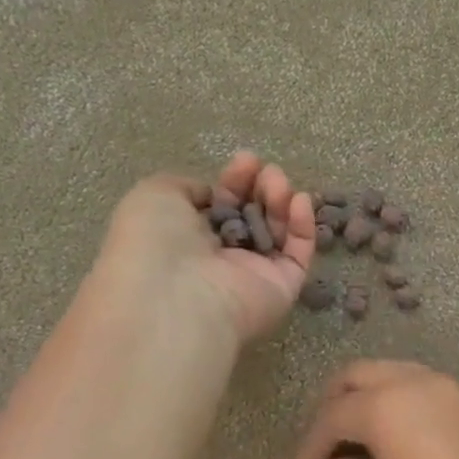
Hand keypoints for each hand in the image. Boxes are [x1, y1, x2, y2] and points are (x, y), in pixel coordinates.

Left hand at [97, 153, 315, 343]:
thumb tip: (214, 194)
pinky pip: (299, 254)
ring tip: (278, 181)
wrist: (177, 297)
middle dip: (260, 188)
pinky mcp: (284, 287)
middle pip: (253, 215)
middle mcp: (222, 257)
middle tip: (266, 171)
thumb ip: (187, 186)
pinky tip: (299, 201)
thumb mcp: (155, 196)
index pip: (222, 205)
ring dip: (280, 201)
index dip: (234, 181)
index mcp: (188, 238)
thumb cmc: (156, 244)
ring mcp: (255, 273)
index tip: (245, 161)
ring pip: (278, 231)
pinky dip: (303, 226)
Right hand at [295, 362, 458, 458]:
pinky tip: (399, 434)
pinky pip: (423, 386)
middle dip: (335, 403)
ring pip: (393, 373)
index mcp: (384, 405)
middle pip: (359, 375)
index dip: (312, 443)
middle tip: (327, 439)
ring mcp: (447, 386)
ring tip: (361, 436)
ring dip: (369, 396)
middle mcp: (414, 381)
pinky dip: (401, 399)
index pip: (333, 416)